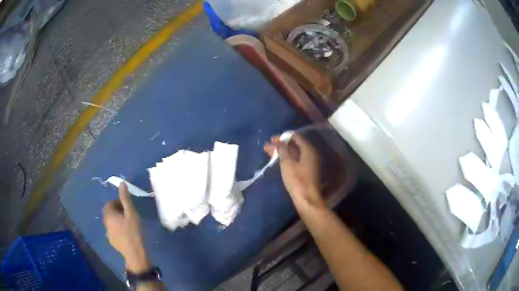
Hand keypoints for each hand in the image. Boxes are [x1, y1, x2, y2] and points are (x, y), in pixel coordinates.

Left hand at [103, 183, 149, 272]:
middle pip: (109, 212)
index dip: (119, 203)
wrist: (134, 253)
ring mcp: (107, 233)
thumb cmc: (133, 231)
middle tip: (129, 215)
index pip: (110, 203)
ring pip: (111, 222)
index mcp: (108, 214)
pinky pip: (113, 230)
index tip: (128, 208)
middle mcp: (105, 222)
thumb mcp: (131, 213)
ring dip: (118, 220)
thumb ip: (125, 198)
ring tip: (129, 225)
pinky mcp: (112, 241)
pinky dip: (118, 229)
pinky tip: (127, 234)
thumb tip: (121, 183)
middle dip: (118, 211)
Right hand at [264, 133, 325, 208]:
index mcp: (308, 149)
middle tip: (267, 145)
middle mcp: (310, 154)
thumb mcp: (287, 163)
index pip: (295, 137)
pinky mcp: (306, 171)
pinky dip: (286, 158)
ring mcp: (309, 163)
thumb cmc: (297, 180)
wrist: (307, 199)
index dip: (283, 136)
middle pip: (294, 145)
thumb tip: (279, 141)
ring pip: (294, 153)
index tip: (271, 139)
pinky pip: (295, 160)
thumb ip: (282, 150)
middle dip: (280, 144)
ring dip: (282, 151)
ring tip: (268, 152)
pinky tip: (277, 160)